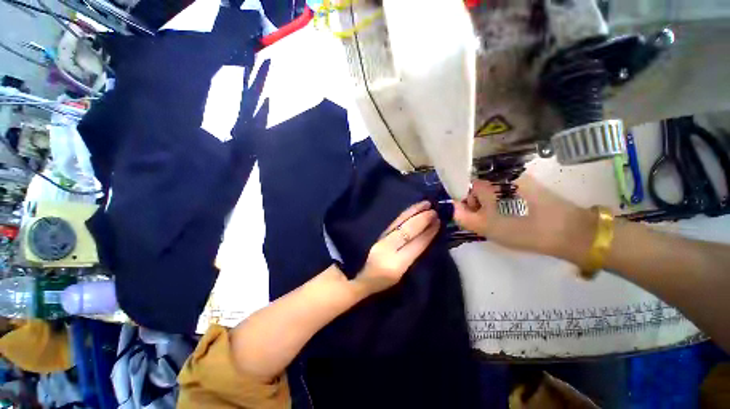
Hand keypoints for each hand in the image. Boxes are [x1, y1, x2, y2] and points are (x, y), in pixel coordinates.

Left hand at [353, 201, 439, 295]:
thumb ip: (411, 257)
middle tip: (434, 211)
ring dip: (413, 212)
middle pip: (407, 231)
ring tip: (424, 204)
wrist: (358, 277)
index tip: (438, 222)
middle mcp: (388, 250)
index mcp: (396, 265)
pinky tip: (411, 209)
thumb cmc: (381, 281)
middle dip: (422, 219)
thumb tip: (425, 236)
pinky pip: (393, 222)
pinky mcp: (377, 235)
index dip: (428, 233)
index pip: (416, 245)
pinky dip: (404, 214)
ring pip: (399, 223)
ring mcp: (380, 240)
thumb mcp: (400, 276)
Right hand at [453, 176, 595, 263]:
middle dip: (476, 204)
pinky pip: (506, 192)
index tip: (470, 216)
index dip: (463, 201)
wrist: (569, 232)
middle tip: (485, 222)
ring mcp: (518, 179)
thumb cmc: (522, 229)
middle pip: (478, 188)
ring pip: (492, 191)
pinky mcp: (529, 186)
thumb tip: (452, 206)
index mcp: (489, 183)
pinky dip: (502, 203)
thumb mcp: (486, 227)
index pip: (465, 186)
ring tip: (499, 221)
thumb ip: (462, 216)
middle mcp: (502, 176)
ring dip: (490, 205)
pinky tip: (511, 216)